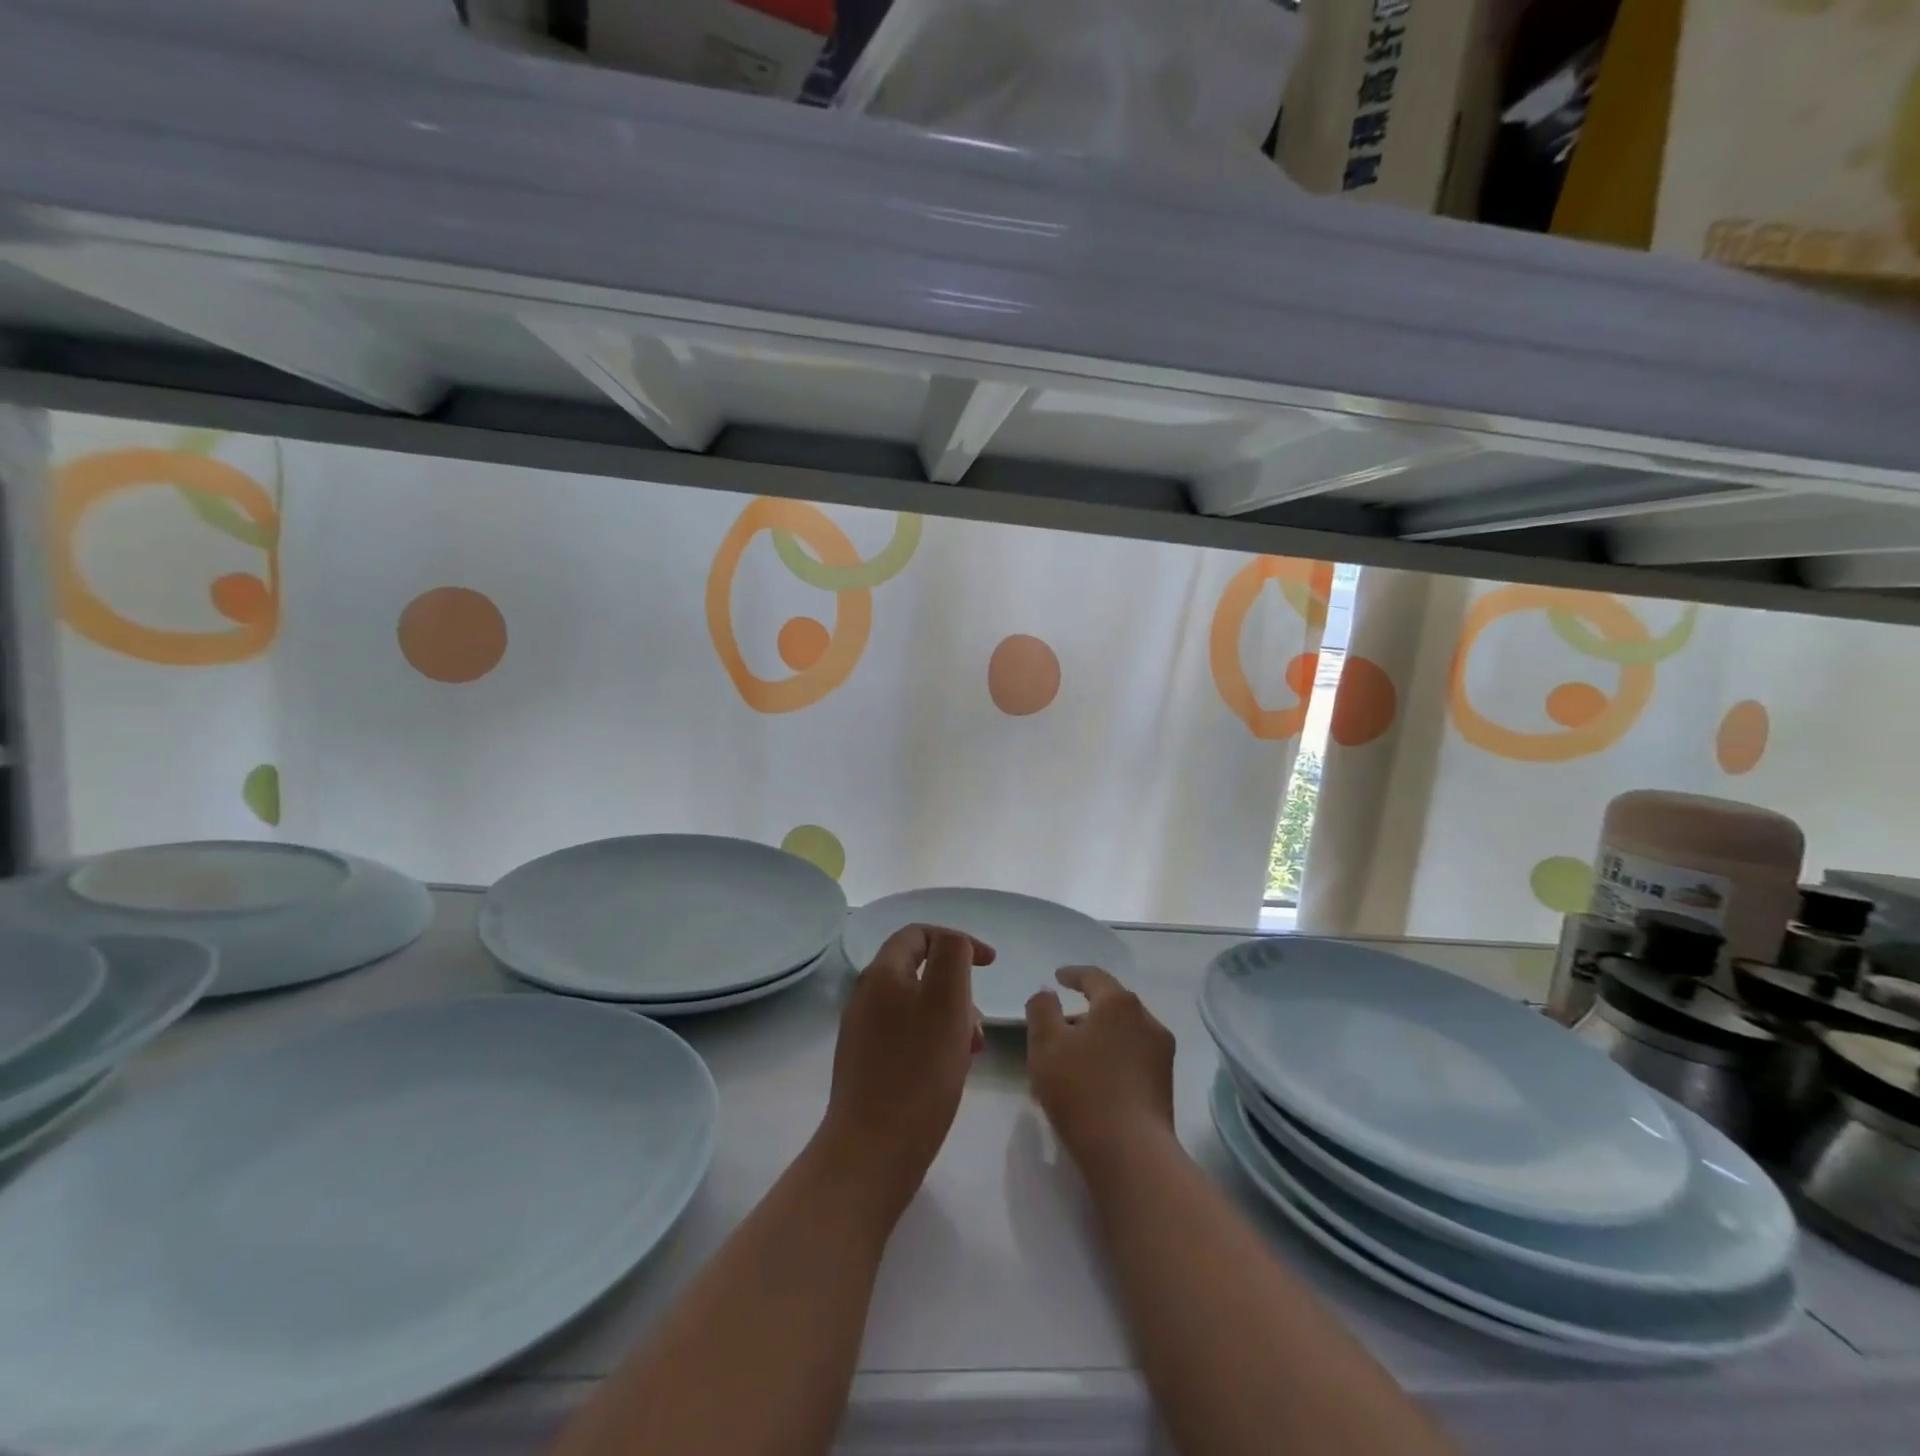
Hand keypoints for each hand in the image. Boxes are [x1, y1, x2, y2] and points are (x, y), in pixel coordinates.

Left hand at [816, 925, 994, 1222]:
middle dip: (958, 988)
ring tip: (971, 1052)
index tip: (991, 964)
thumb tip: (953, 943)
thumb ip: (952, 956)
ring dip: (950, 1018)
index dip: (958, 940)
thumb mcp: (947, 1000)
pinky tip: (950, 1070)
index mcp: (881, 974)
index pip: (919, 934)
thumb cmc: (918, 1070)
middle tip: (979, 1024)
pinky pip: (907, 1036)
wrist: (872, 1151)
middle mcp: (866, 997)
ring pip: (917, 1006)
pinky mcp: (867, 1065)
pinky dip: (934, 1041)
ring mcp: (863, 1032)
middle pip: (919, 972)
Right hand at [1026, 966, 1176, 1181]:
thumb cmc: (1083, 1090)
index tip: (1057, 978)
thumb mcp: (1046, 1044)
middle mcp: (1147, 1020)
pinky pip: (1130, 1059)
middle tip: (1054, 1030)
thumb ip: (1041, 1009)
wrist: (1131, 1155)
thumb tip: (1048, 993)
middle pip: (1109, 1007)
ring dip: (1093, 1041)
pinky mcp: (1164, 1085)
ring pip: (1119, 1035)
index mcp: (1120, 1003)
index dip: (1073, 974)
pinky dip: (1107, 1061)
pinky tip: (1088, 1084)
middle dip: (1080, 1015)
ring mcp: (1160, 1054)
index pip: (1094, 977)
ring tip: (1066, 1064)